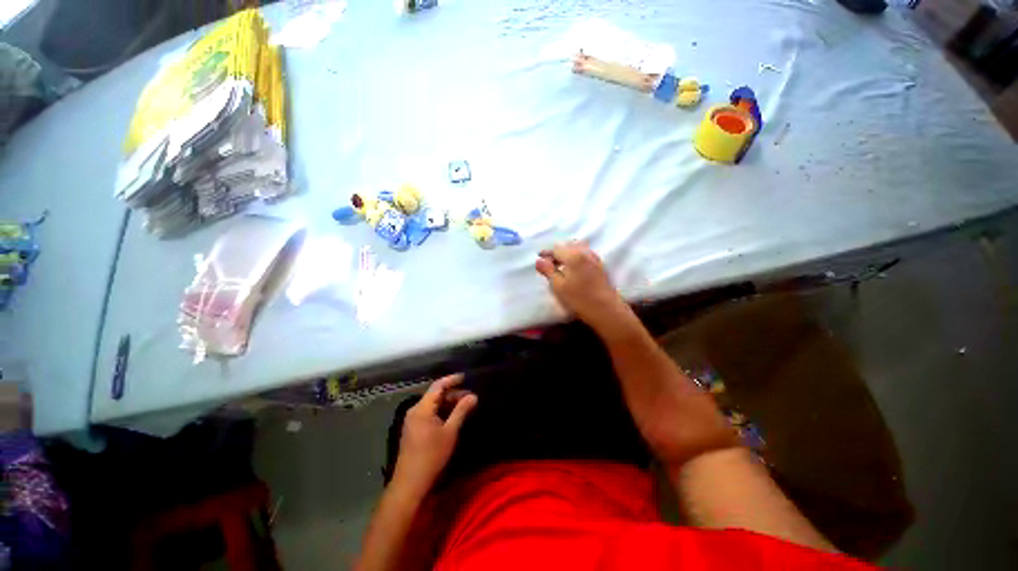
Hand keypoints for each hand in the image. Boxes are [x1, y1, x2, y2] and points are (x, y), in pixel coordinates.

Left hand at [392, 374, 477, 495]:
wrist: (410, 483)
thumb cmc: (431, 455)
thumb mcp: (450, 432)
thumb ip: (461, 411)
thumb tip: (473, 396)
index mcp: (422, 408)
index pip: (438, 386)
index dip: (452, 380)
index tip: (466, 377)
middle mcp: (415, 410)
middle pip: (435, 395)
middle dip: (453, 394)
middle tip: (471, 397)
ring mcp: (413, 420)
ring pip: (433, 405)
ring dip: (448, 403)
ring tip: (465, 406)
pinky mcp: (413, 430)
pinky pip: (429, 413)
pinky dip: (442, 412)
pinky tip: (453, 417)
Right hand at [535, 242, 630, 331]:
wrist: (607, 310)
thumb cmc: (579, 299)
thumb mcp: (558, 286)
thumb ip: (548, 271)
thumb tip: (539, 260)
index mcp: (573, 255)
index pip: (556, 248)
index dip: (546, 253)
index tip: (539, 257)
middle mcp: (585, 252)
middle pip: (568, 246)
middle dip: (557, 252)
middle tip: (549, 262)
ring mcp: (595, 258)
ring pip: (578, 248)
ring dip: (567, 253)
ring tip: (560, 265)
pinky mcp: (601, 266)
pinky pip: (585, 254)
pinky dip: (576, 256)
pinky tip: (573, 268)